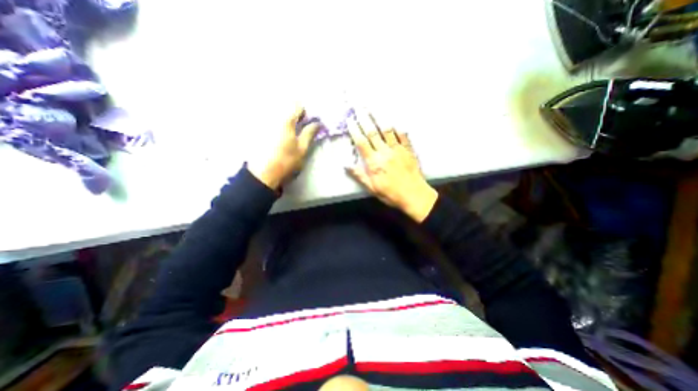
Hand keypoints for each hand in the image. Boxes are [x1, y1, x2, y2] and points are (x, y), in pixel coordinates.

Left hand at [248, 107, 317, 191]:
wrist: (263, 174)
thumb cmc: (286, 161)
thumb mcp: (302, 149)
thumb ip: (309, 133)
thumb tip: (317, 123)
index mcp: (286, 120)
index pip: (298, 107)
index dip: (305, 114)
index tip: (307, 124)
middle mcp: (272, 117)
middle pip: (285, 108)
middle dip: (294, 117)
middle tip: (298, 131)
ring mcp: (262, 123)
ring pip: (276, 114)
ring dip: (284, 121)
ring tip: (287, 135)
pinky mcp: (256, 131)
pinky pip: (267, 122)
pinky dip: (274, 126)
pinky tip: (276, 139)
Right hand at [348, 111, 436, 223]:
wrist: (413, 195)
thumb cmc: (391, 194)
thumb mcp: (372, 188)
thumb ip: (359, 175)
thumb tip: (346, 165)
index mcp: (374, 162)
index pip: (361, 143)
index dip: (355, 130)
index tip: (350, 120)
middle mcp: (385, 152)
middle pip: (372, 133)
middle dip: (364, 119)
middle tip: (359, 107)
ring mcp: (398, 149)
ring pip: (387, 130)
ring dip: (380, 118)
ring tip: (374, 108)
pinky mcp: (408, 150)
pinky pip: (403, 135)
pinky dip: (398, 126)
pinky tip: (395, 118)